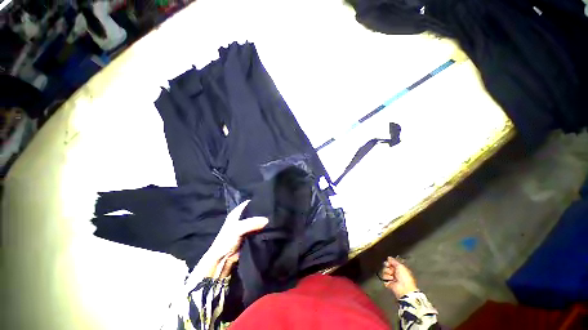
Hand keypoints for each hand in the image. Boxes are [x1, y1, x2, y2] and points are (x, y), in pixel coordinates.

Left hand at [207, 200, 268, 277]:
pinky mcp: (250, 235)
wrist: (223, 260)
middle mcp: (242, 218)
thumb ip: (252, 223)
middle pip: (254, 212)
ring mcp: (246, 227)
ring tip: (274, 218)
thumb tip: (267, 220)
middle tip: (273, 211)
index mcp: (236, 213)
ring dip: (263, 221)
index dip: (257, 202)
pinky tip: (271, 227)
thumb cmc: (227, 241)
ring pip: (257, 221)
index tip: (268, 201)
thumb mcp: (238, 229)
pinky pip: (258, 229)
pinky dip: (263, 229)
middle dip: (262, 212)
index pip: (249, 203)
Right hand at [381, 256, 418, 298]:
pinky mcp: (388, 283)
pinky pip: (383, 277)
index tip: (389, 262)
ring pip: (384, 271)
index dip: (389, 262)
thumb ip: (394, 261)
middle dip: (387, 267)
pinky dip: (386, 278)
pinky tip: (390, 279)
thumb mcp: (400, 266)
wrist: (404, 288)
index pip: (391, 262)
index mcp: (399, 268)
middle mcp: (395, 272)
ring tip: (391, 276)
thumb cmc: (405, 277)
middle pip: (386, 266)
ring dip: (387, 272)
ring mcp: (391, 277)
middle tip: (391, 270)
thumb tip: (388, 257)